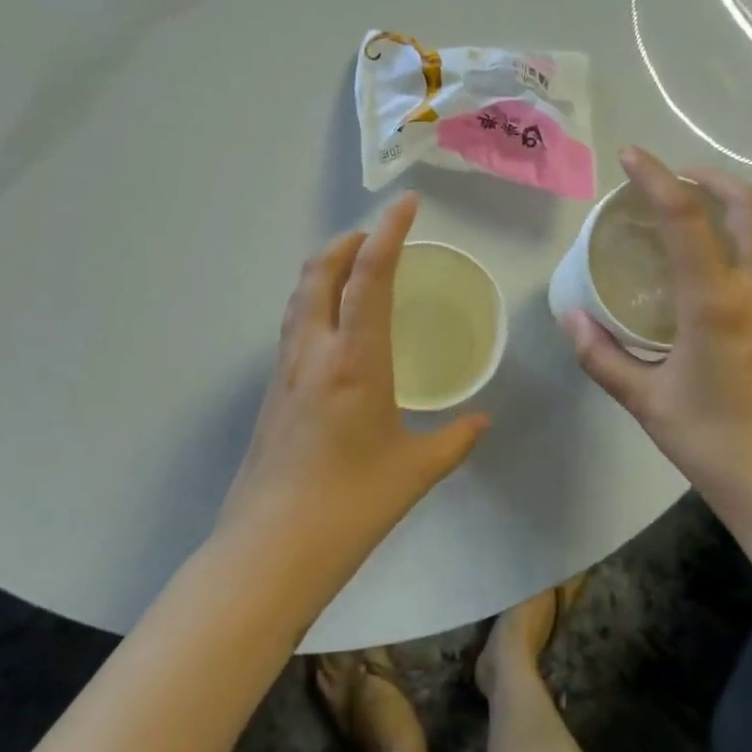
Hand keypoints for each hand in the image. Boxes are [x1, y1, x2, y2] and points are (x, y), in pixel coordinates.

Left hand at [220, 192, 488, 578]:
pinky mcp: (271, 392)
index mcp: (355, 360)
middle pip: (320, 270)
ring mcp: (285, 370)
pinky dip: (313, 301)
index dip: (389, 232)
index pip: (370, 275)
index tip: (407, 203)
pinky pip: (293, 325)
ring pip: (299, 295)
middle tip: (380, 237)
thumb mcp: (415, 471)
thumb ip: (455, 439)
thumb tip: (480, 419)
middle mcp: (314, 351)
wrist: (271, 548)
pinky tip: (333, 327)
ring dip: (325, 268)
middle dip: (349, 241)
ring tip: (355, 269)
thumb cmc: (352, 505)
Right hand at [563, 148, 751, 532]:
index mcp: (715, 303)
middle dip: (708, 176)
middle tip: (668, 177)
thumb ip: (601, 355)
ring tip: (683, 215)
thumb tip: (572, 318)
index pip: (684, 218)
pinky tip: (705, 269)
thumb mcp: (644, 400)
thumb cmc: (710, 441)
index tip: (630, 156)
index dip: (655, 177)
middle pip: (746, 205)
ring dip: (725, 207)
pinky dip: (735, 241)